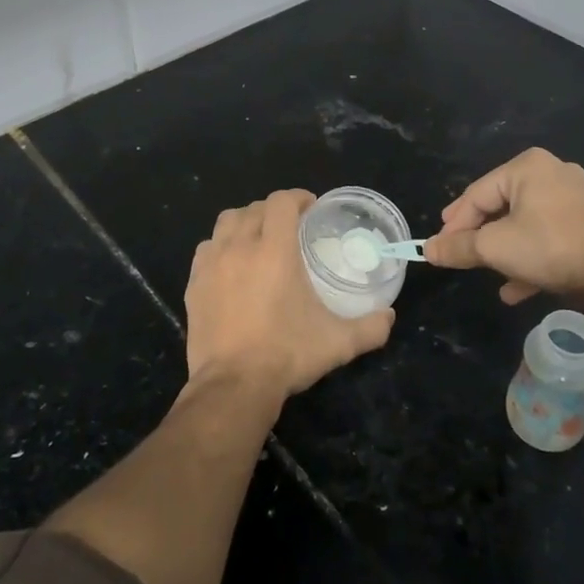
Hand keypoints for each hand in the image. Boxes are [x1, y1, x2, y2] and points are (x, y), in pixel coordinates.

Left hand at [185, 190, 394, 400]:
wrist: (234, 385)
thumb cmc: (287, 355)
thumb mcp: (338, 343)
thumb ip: (370, 327)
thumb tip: (390, 316)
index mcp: (275, 251)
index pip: (281, 202)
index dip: (297, 198)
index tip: (310, 207)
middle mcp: (240, 248)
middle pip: (253, 209)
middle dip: (273, 210)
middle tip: (289, 226)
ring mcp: (212, 265)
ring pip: (225, 223)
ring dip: (244, 222)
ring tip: (257, 238)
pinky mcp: (194, 284)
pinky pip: (206, 249)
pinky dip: (220, 246)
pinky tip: (230, 264)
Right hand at [425, 148, 583, 305]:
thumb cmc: (552, 248)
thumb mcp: (495, 248)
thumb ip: (459, 247)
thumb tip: (427, 249)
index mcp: (527, 167)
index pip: (477, 194)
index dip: (454, 224)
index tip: (438, 249)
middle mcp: (551, 174)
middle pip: (500, 207)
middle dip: (479, 236)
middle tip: (458, 253)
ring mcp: (574, 199)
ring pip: (524, 224)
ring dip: (503, 251)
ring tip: (486, 273)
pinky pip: (548, 238)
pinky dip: (530, 258)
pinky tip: (515, 289)